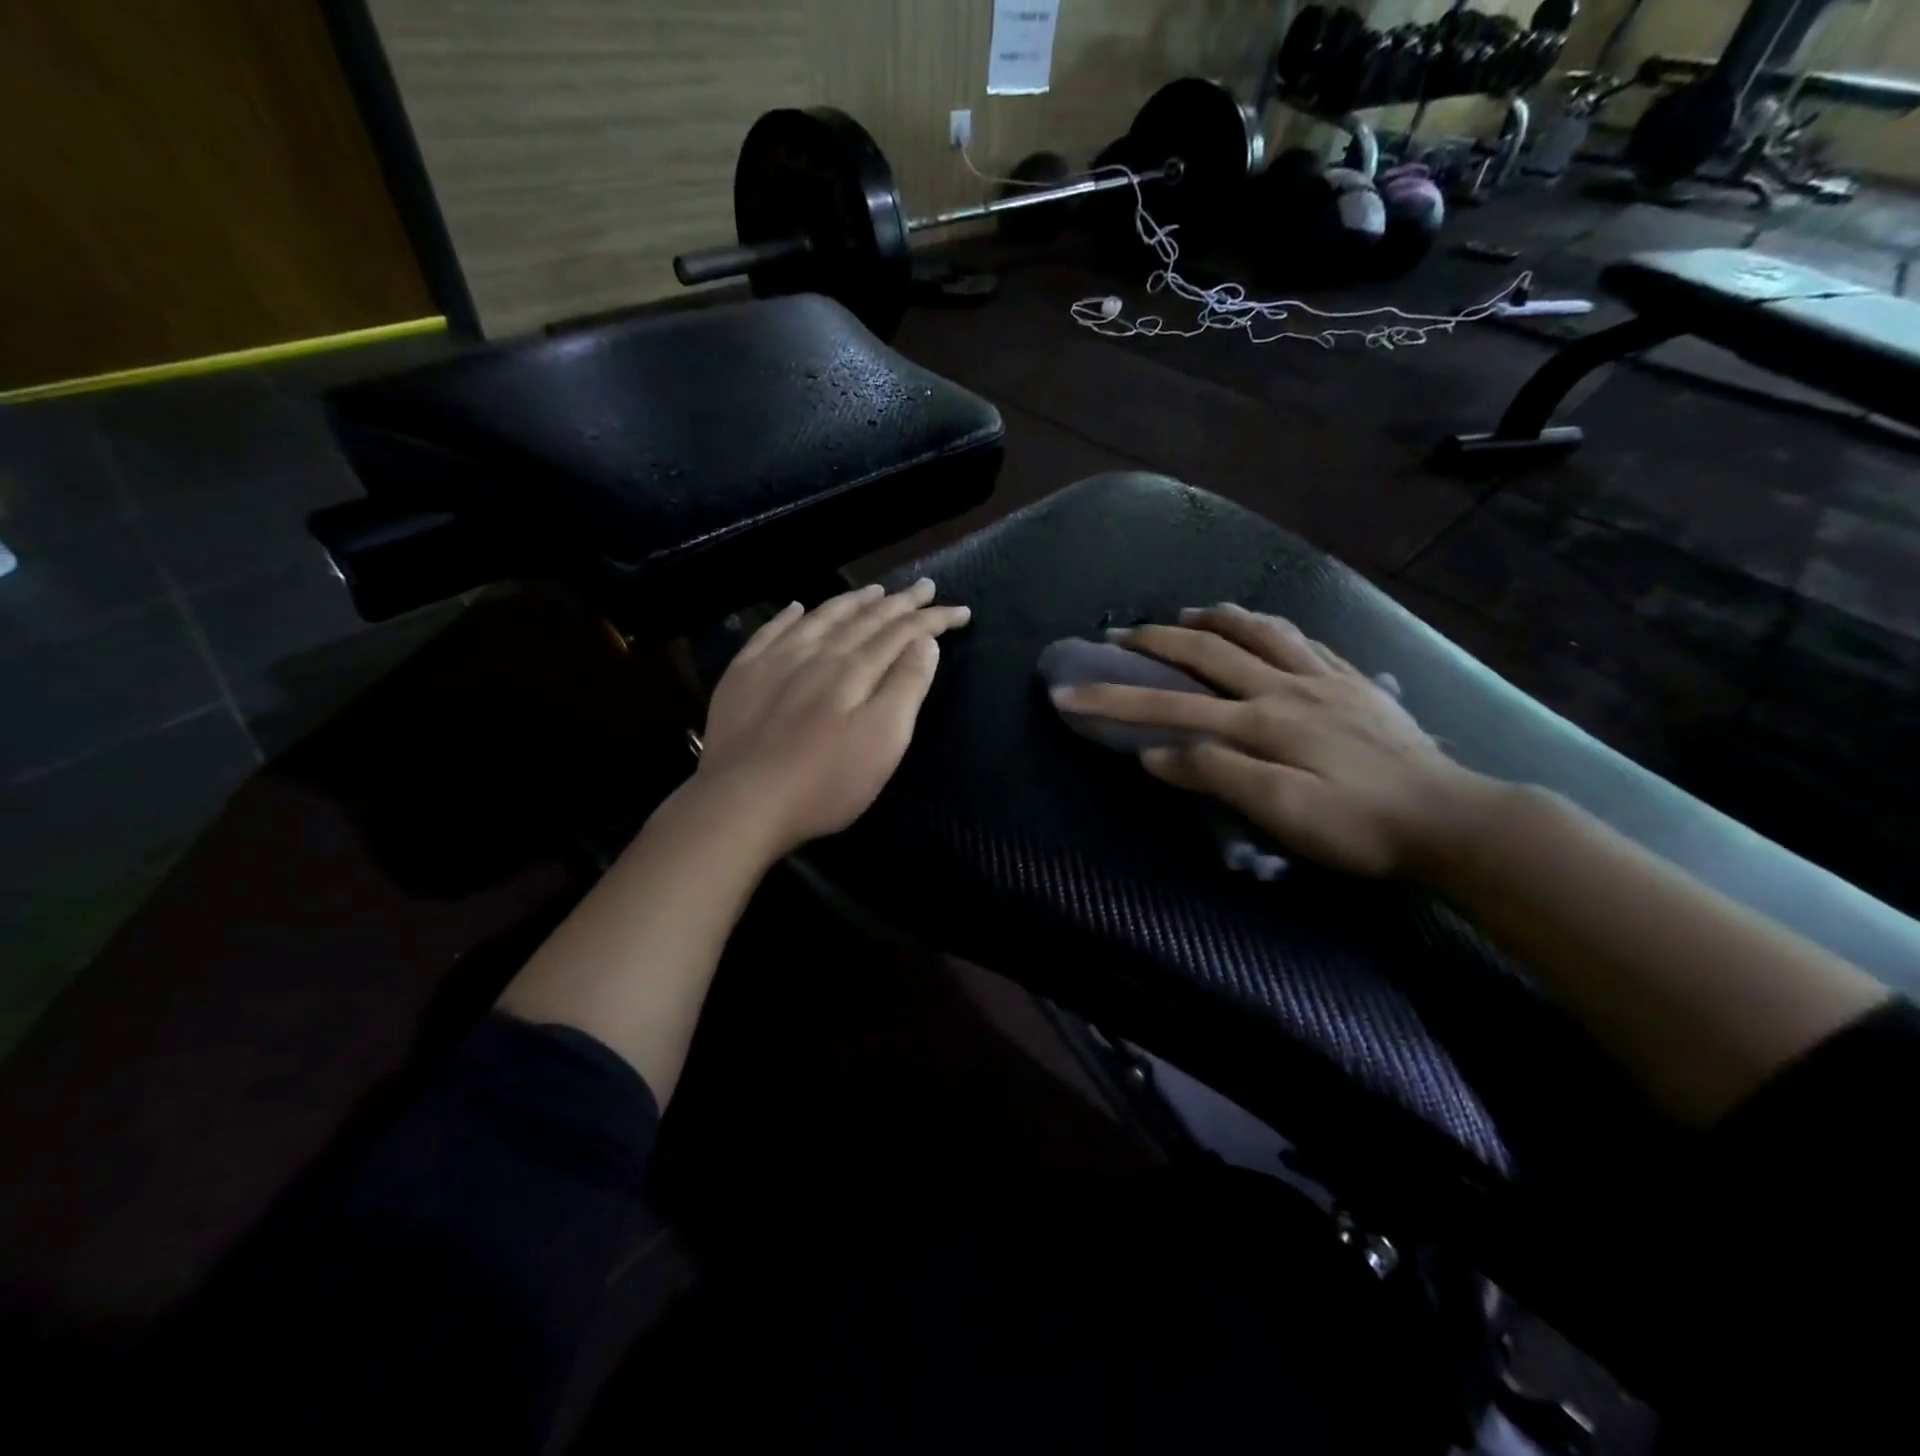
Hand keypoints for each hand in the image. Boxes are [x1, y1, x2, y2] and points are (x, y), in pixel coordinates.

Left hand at [694, 578, 969, 857]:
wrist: (742, 802)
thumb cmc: (825, 781)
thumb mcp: (883, 740)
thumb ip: (905, 687)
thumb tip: (925, 642)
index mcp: (855, 669)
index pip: (902, 632)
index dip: (934, 619)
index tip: (961, 610)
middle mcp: (817, 653)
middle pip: (865, 619)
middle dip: (899, 602)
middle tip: (924, 586)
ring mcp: (775, 661)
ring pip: (821, 618)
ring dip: (852, 602)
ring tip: (874, 590)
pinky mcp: (743, 677)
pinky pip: (770, 632)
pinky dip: (789, 616)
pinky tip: (797, 607)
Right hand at [1050, 603, 1496, 877]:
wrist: (1451, 820)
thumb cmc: (1359, 826)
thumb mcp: (1280, 813)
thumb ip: (1215, 775)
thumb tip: (1154, 753)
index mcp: (1259, 721)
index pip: (1168, 704)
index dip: (1111, 698)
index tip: (1066, 692)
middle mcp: (1284, 685)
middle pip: (1207, 650)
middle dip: (1154, 639)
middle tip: (1118, 633)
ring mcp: (1324, 677)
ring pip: (1259, 629)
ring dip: (1214, 617)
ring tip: (1189, 613)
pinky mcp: (1355, 682)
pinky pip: (1305, 637)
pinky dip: (1271, 625)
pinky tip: (1265, 628)